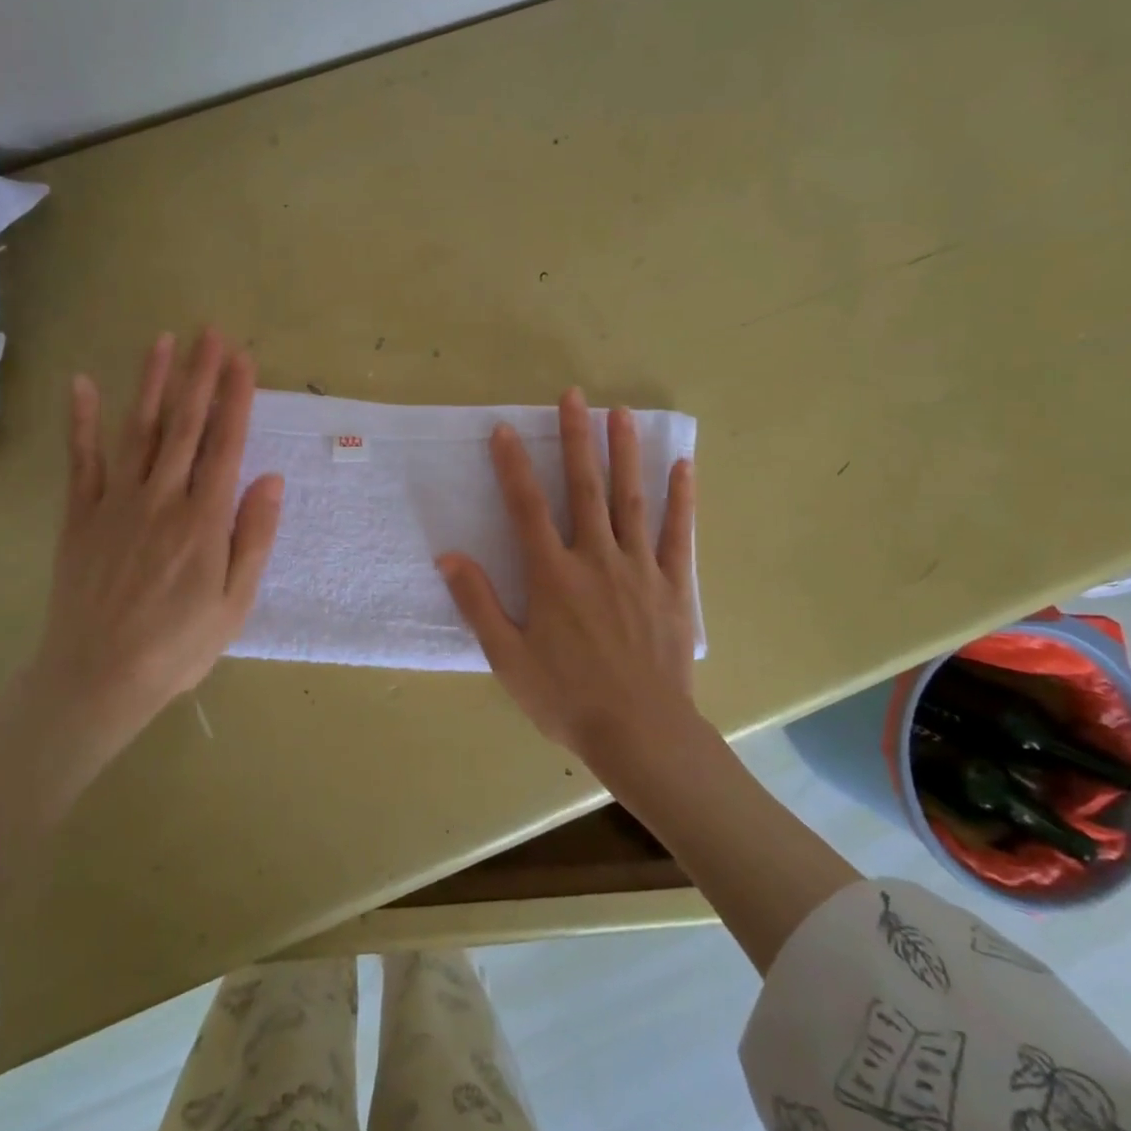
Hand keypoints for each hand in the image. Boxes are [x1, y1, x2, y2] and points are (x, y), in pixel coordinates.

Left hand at [0, 329, 281, 908]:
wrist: (97, 679)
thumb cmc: (178, 646)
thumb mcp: (235, 602)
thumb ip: (253, 537)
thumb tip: (270, 479)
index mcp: (203, 520)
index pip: (225, 444)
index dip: (236, 398)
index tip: (243, 358)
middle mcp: (161, 499)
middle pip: (185, 425)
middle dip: (201, 375)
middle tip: (210, 331)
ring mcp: (115, 503)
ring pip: (139, 431)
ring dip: (154, 383)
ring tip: (165, 341)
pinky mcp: (80, 516)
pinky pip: (81, 461)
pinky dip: (82, 422)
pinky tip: (83, 384)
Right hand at [437, 388, 697, 765]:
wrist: (640, 734)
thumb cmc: (566, 698)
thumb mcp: (507, 657)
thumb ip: (478, 602)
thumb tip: (448, 556)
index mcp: (553, 575)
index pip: (527, 507)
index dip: (512, 466)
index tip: (504, 429)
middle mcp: (596, 558)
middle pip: (583, 488)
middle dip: (576, 439)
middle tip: (574, 396)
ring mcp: (639, 568)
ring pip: (630, 499)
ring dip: (625, 453)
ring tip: (621, 413)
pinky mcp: (674, 585)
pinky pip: (679, 534)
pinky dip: (680, 498)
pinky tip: (682, 466)